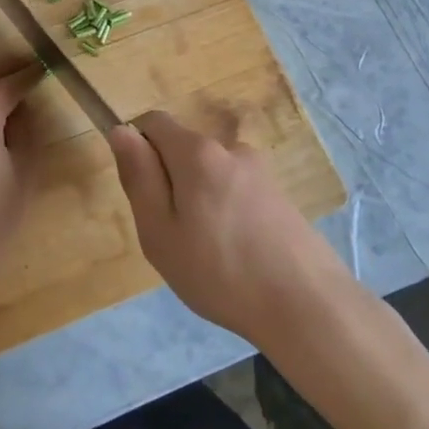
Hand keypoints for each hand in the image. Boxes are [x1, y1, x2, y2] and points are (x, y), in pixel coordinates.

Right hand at [108, 111, 343, 342]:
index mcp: (198, 152)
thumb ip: (139, 177)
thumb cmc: (220, 271)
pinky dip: (225, 213)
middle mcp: (231, 149)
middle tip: (172, 236)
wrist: (306, 305)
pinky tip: (236, 255)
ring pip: (210, 174)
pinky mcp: (280, 196)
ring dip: (198, 200)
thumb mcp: (160, 231)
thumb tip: (122, 130)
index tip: (142, 195)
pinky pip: (236, 192)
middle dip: (169, 182)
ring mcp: (261, 172)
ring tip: (206, 253)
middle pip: (183, 150)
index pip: (154, 122)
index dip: (138, 149)